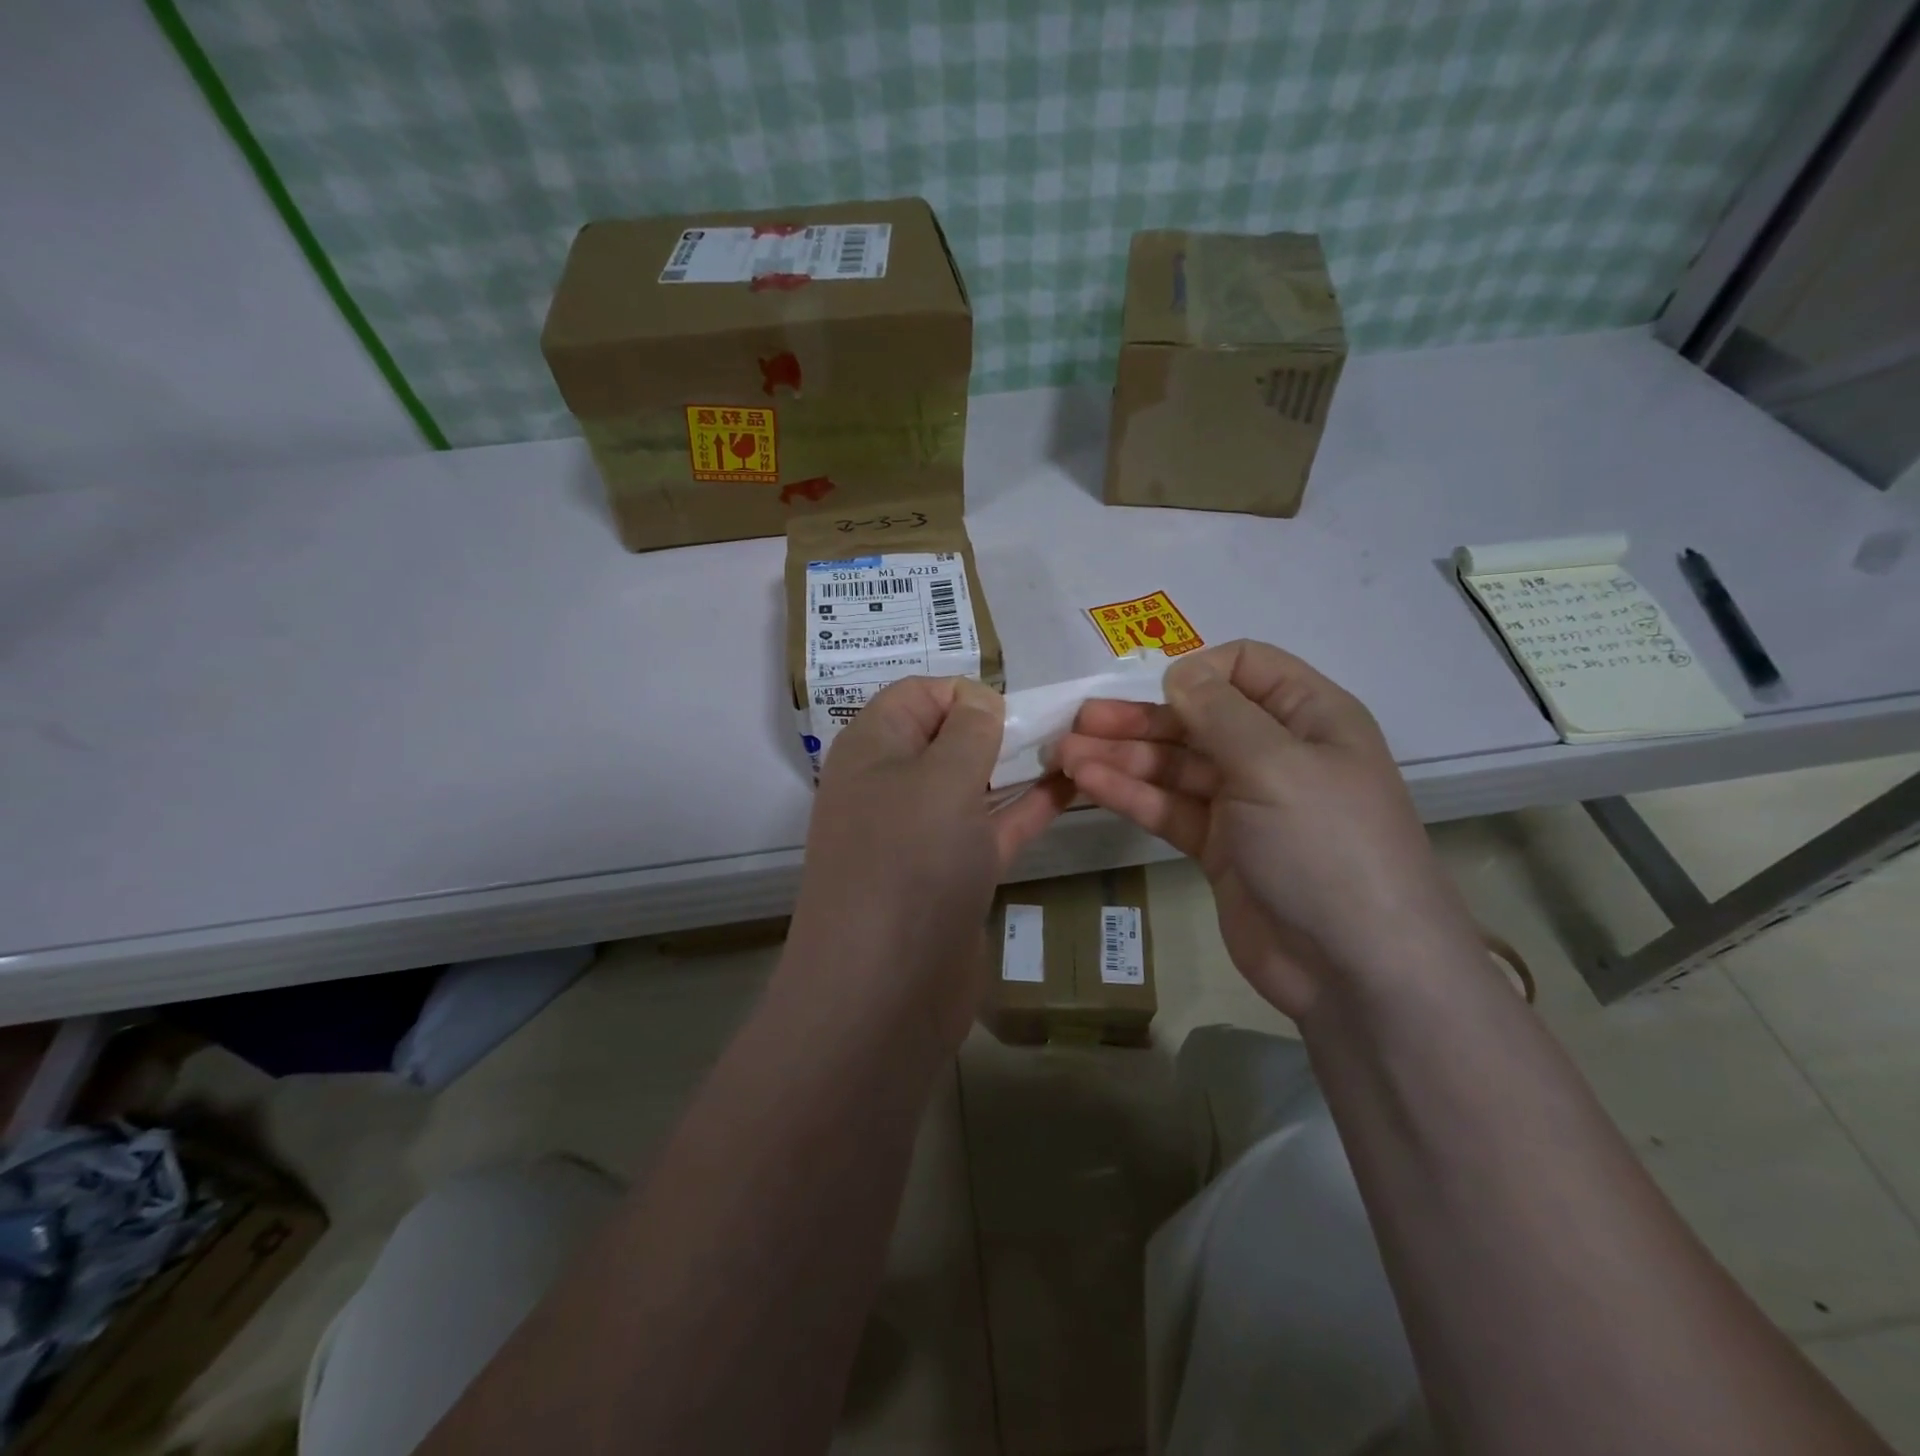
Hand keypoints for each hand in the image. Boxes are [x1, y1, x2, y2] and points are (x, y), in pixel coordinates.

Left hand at [788, 676, 1073, 1048]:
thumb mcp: (940, 778)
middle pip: (946, 738)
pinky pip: (990, 827)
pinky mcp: (950, 876)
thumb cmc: (908, 863)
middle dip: (997, 727)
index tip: (1011, 709)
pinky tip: (1072, 789)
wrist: (884, 992)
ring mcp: (920, 836)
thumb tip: (979, 700)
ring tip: (1076, 746)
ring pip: (973, 784)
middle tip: (1057, 724)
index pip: (916, 694)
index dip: (964, 693)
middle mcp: (890, 786)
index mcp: (871, 749)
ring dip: (1018, 764)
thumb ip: (967, 730)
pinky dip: (1026, 807)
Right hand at [1052, 641, 1476, 1018]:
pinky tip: (1087, 784)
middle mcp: (1275, 753)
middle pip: (1197, 719)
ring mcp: (1244, 803)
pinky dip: (1130, 794)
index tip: (1157, 691)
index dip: (1199, 672)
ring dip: (1121, 757)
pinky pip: (1168, 808)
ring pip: (1174, 766)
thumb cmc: (1326, 846)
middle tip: (1077, 722)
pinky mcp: (1217, 847)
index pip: (1246, 667)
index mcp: (1309, 718)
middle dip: (1138, 719)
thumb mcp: (1276, 765)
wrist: (1355, 968)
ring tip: (1063, 755)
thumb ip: (1220, 713)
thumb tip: (1179, 671)